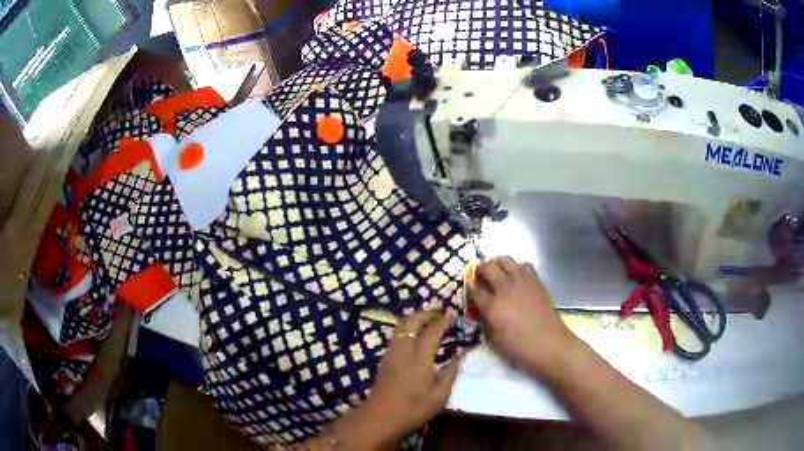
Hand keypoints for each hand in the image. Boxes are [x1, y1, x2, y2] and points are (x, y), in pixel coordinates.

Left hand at [364, 311, 462, 443]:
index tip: (452, 316)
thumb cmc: (413, 409)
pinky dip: (407, 326)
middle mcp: (403, 349)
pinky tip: (415, 334)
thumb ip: (451, 374)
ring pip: (401, 325)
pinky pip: (397, 334)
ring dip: (415, 317)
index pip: (432, 331)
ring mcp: (391, 352)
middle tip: (440, 312)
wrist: (380, 417)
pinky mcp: (385, 358)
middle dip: (427, 313)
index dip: (442, 321)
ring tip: (429, 319)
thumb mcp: (440, 396)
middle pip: (412, 321)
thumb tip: (460, 356)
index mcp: (419, 357)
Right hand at [472, 256, 578, 377]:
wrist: (549, 344)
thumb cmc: (519, 348)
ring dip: (497, 264)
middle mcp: (505, 289)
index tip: (469, 290)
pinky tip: (516, 278)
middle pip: (487, 267)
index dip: (469, 288)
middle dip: (480, 270)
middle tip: (480, 278)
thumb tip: (480, 310)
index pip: (474, 289)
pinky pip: (523, 265)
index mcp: (492, 307)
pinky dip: (517, 268)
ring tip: (497, 273)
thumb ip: (484, 321)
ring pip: (505, 260)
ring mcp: (521, 282)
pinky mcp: (535, 281)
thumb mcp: (493, 340)